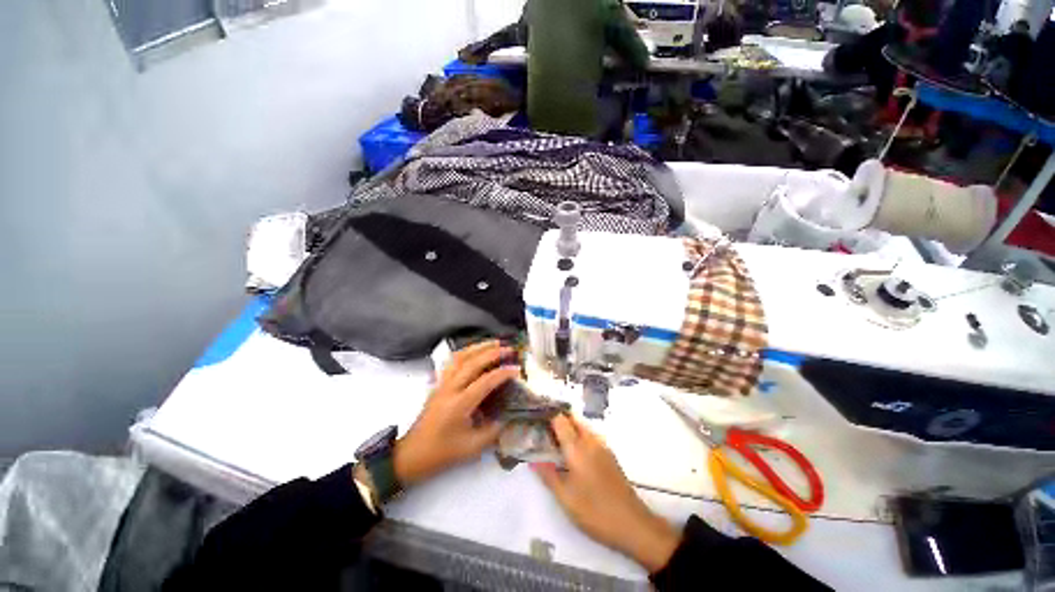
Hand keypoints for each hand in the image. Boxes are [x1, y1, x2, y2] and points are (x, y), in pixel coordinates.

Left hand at [394, 341, 518, 486]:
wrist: (412, 455)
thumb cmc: (442, 453)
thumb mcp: (472, 448)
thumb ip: (493, 430)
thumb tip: (508, 416)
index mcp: (460, 404)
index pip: (485, 381)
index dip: (503, 373)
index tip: (517, 370)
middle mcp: (450, 388)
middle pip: (472, 362)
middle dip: (492, 352)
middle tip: (508, 349)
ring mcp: (442, 384)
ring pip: (460, 357)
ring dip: (478, 347)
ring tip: (494, 343)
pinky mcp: (438, 384)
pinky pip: (452, 361)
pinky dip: (465, 352)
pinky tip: (474, 351)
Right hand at [533, 415, 680, 572]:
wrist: (632, 523)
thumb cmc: (594, 511)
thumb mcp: (565, 497)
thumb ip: (548, 475)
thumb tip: (533, 461)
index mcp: (577, 447)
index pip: (560, 420)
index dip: (548, 416)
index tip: (535, 419)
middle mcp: (590, 441)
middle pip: (573, 420)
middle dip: (558, 419)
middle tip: (543, 428)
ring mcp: (602, 447)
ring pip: (582, 427)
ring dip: (569, 427)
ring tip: (554, 439)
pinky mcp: (609, 456)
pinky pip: (590, 437)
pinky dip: (579, 436)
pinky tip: (572, 452)